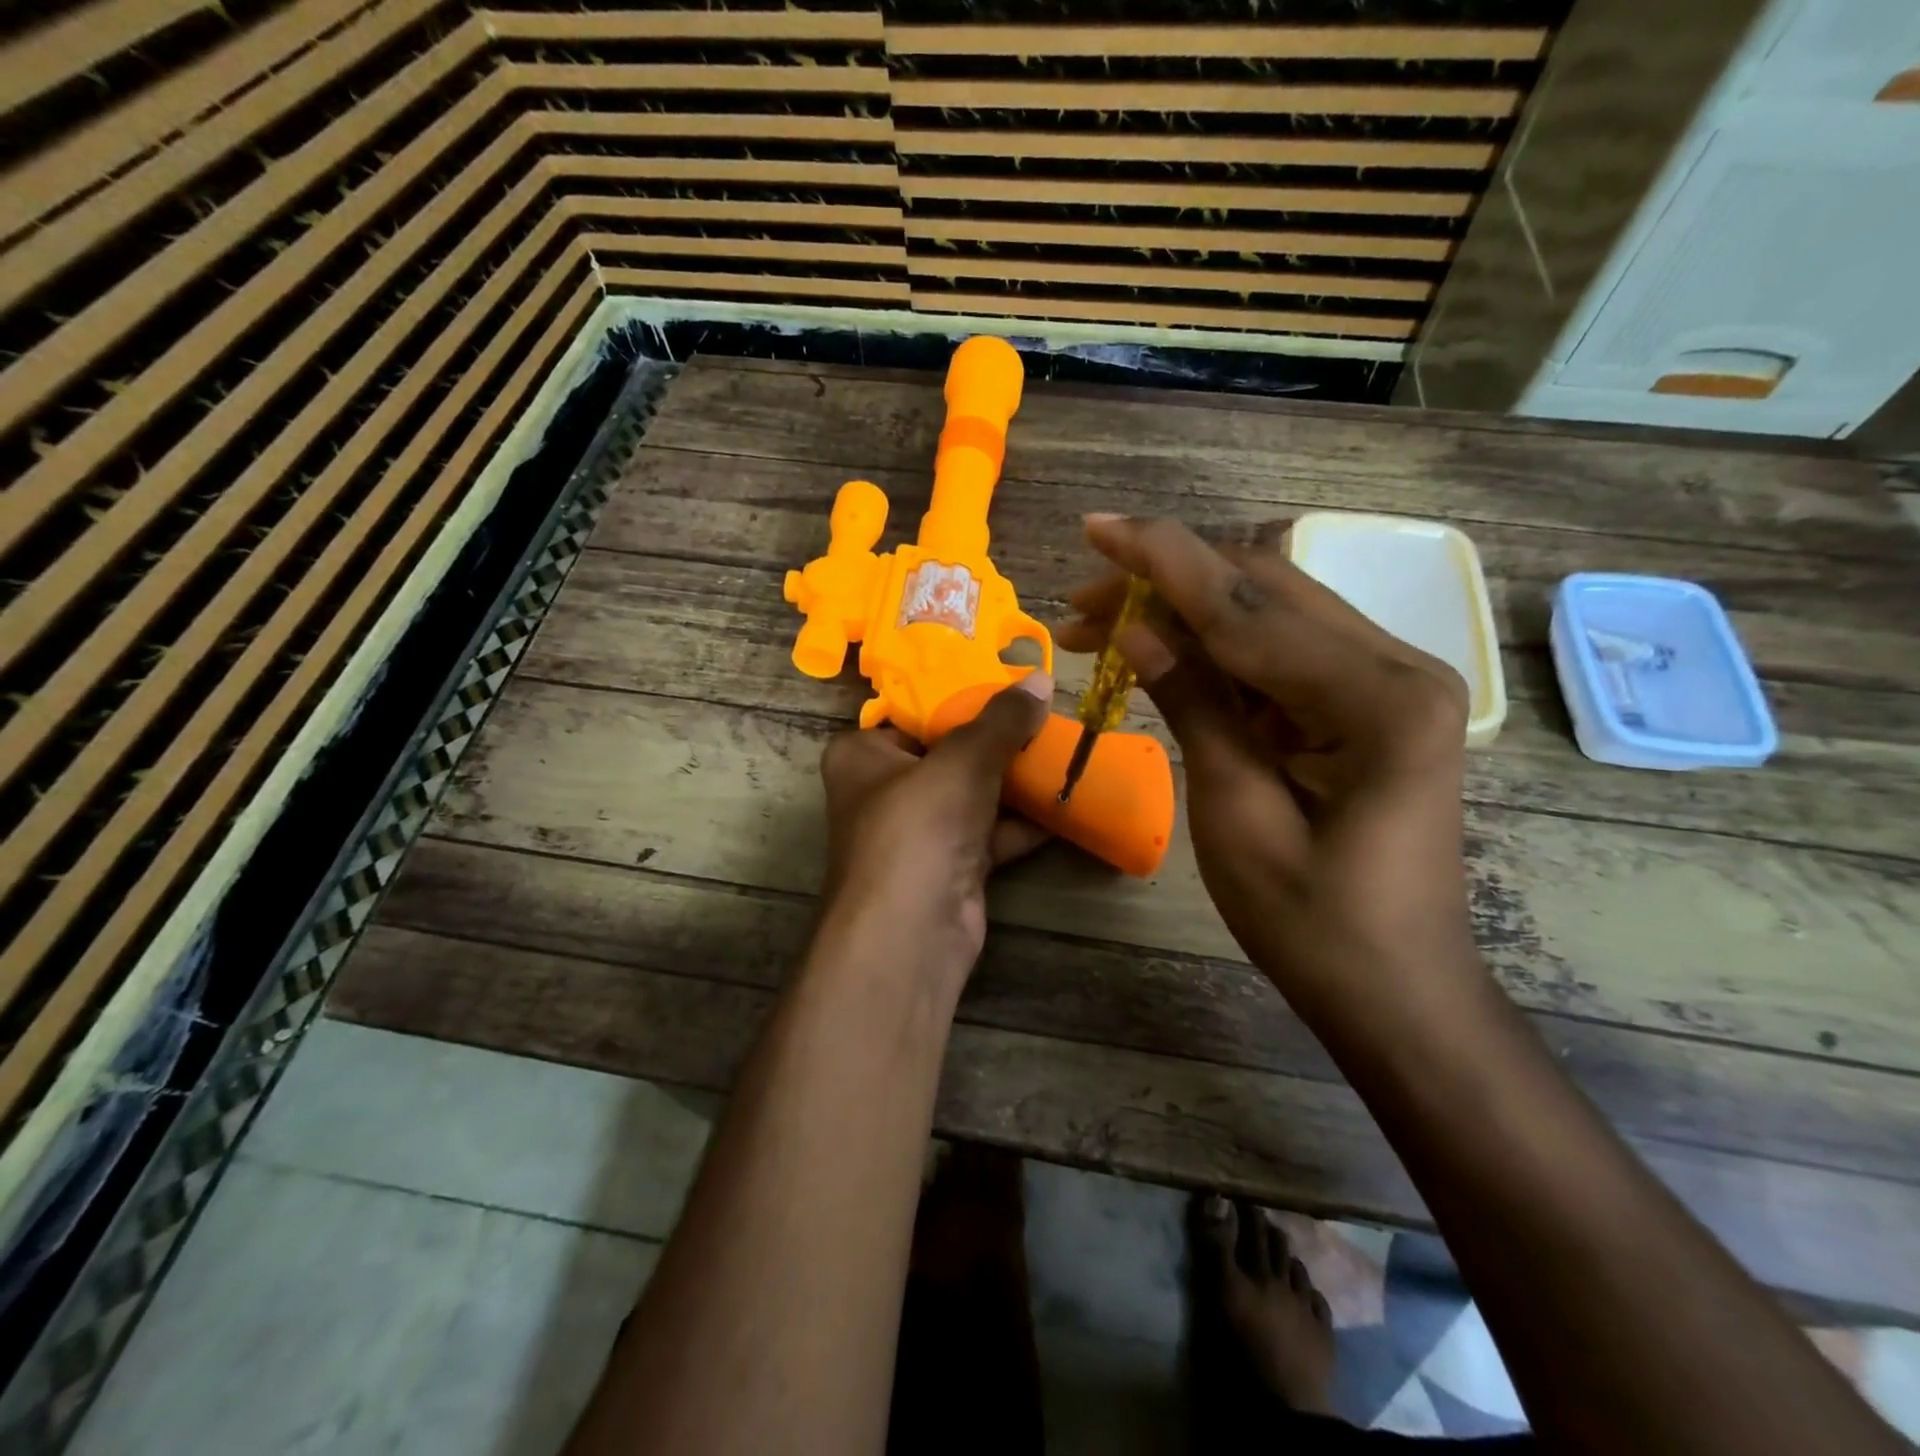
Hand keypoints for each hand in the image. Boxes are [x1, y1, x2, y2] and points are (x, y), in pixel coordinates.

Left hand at [817, 675, 1052, 981]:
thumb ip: (1002, 720)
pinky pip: (991, 832)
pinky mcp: (950, 866)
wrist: (912, 933)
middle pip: (949, 752)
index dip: (960, 695)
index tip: (1009, 681)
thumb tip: (1041, 680)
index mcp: (863, 754)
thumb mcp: (963, 760)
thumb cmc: (918, 826)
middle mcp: (885, 790)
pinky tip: (1067, 800)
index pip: (913, 711)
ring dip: (1017, 780)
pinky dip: (1025, 821)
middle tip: (1046, 714)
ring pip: (974, 794)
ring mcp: (919, 832)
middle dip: (999, 739)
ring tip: (1066, 749)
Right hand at [1058, 517, 1477, 1027]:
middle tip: (1079, 600)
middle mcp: (1395, 667)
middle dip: (1165, 582)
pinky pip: (1279, 653)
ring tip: (1101, 623)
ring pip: (1268, 613)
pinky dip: (1215, 646)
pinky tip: (1161, 651)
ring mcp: (1386, 682)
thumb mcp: (1236, 814)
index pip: (1248, 606)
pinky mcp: (1366, 704)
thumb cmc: (1313, 925)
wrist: (1398, 991)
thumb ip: (1195, 706)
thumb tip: (1137, 629)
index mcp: (1377, 699)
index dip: (1162, 560)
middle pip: (1263, 591)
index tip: (1096, 527)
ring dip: (1184, 610)